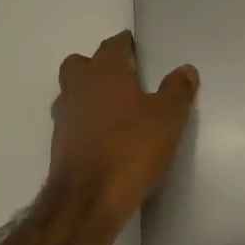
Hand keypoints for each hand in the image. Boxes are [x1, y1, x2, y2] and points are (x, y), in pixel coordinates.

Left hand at [47, 31, 198, 220]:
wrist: (88, 201)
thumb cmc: (132, 148)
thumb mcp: (168, 117)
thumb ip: (178, 90)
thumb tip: (185, 69)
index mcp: (104, 72)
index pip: (112, 45)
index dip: (124, 43)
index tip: (135, 46)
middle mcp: (79, 88)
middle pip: (80, 64)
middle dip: (96, 65)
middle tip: (121, 76)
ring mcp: (64, 118)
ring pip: (71, 93)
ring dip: (87, 94)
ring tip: (114, 108)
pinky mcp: (58, 147)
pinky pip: (71, 122)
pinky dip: (84, 122)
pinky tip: (104, 136)